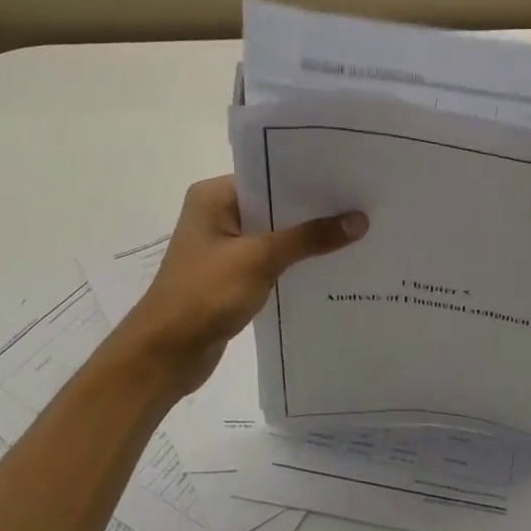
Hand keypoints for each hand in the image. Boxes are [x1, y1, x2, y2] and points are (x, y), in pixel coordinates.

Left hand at [116, 176, 366, 397]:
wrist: (166, 355)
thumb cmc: (204, 295)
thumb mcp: (260, 260)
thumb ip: (309, 238)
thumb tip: (360, 219)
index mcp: (214, 197)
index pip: (270, 175)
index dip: (310, 178)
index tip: (351, 177)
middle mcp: (218, 214)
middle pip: (276, 204)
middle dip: (315, 209)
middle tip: (364, 203)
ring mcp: (225, 246)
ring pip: (277, 234)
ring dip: (308, 238)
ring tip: (358, 231)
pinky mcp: (233, 275)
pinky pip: (273, 259)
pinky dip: (296, 261)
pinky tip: (332, 263)